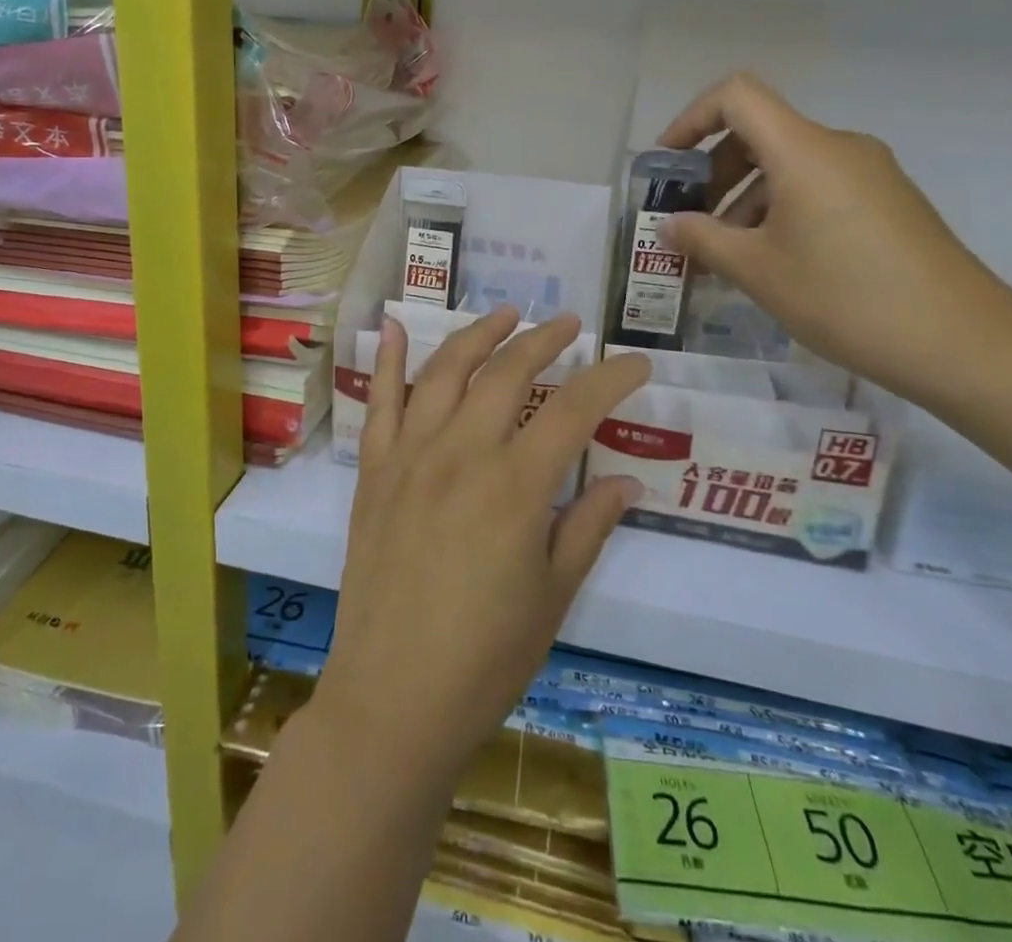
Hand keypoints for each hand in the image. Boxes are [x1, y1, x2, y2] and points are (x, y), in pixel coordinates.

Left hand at [312, 307, 649, 787]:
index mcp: (515, 485)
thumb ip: (589, 527)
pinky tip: (395, 325)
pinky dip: (389, 359)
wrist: (393, 696)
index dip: (610, 379)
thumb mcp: (554, 596)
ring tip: (506, 313)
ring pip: (446, 370)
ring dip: (479, 334)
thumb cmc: (486, 656)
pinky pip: (379, 401)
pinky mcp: (374, 469)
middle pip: (508, 373)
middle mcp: (461, 452)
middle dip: (544, 340)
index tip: (636, 363)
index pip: (574, 409)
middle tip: (569, 324)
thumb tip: (629, 481)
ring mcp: (411, 454)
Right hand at [659, 72, 1011, 403]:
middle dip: (712, 173)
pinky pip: (817, 188)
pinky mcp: (887, 202)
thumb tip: (669, 226)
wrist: (962, 341)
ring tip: (722, 256)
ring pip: (787, 166)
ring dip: (743, 200)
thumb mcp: (757, 271)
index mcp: (804, 150)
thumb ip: (702, 240)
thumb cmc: (845, 297)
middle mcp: (838, 147)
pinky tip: (770, 262)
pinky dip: (779, 211)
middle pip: (759, 132)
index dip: (690, 119)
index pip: (735, 96)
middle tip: (688, 222)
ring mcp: (869, 173)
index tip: (668, 166)